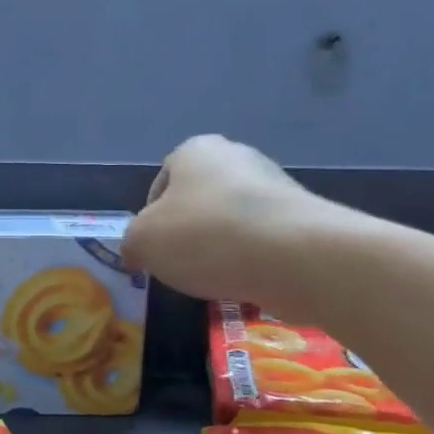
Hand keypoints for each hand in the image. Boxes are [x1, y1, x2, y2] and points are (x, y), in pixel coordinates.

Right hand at [123, 135, 364, 304]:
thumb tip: (137, 252)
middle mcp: (237, 157)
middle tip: (179, 266)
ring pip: (230, 222)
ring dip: (219, 248)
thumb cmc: (204, 236)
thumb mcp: (143, 241)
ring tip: (214, 279)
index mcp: (196, 150)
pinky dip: (250, 260)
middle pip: (198, 201)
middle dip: (186, 233)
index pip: (161, 182)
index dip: (150, 218)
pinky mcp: (302, 218)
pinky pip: (261, 241)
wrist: (292, 255)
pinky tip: (246, 282)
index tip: (152, 249)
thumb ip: (132, 243)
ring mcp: (274, 186)